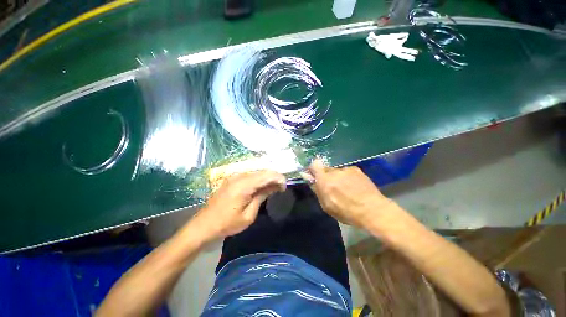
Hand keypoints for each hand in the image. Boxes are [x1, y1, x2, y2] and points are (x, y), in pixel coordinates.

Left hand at [192, 170, 285, 241]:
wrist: (204, 225)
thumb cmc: (227, 223)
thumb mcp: (248, 215)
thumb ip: (261, 197)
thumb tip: (273, 187)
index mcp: (243, 185)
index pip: (266, 175)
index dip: (278, 178)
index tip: (284, 187)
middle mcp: (239, 176)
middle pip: (262, 171)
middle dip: (274, 177)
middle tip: (280, 188)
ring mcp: (234, 176)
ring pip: (257, 172)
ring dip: (267, 178)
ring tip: (273, 188)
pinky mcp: (232, 179)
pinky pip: (250, 175)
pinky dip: (259, 179)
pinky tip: (262, 187)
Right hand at [305, 159, 393, 228]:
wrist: (372, 210)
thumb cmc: (346, 212)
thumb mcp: (326, 206)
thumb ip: (317, 190)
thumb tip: (310, 179)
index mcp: (325, 180)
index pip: (314, 165)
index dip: (313, 169)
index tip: (314, 176)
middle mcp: (334, 171)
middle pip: (326, 169)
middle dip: (326, 176)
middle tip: (332, 187)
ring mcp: (346, 169)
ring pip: (337, 171)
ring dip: (337, 177)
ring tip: (346, 189)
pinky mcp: (356, 169)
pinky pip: (347, 172)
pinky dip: (347, 177)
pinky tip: (355, 187)